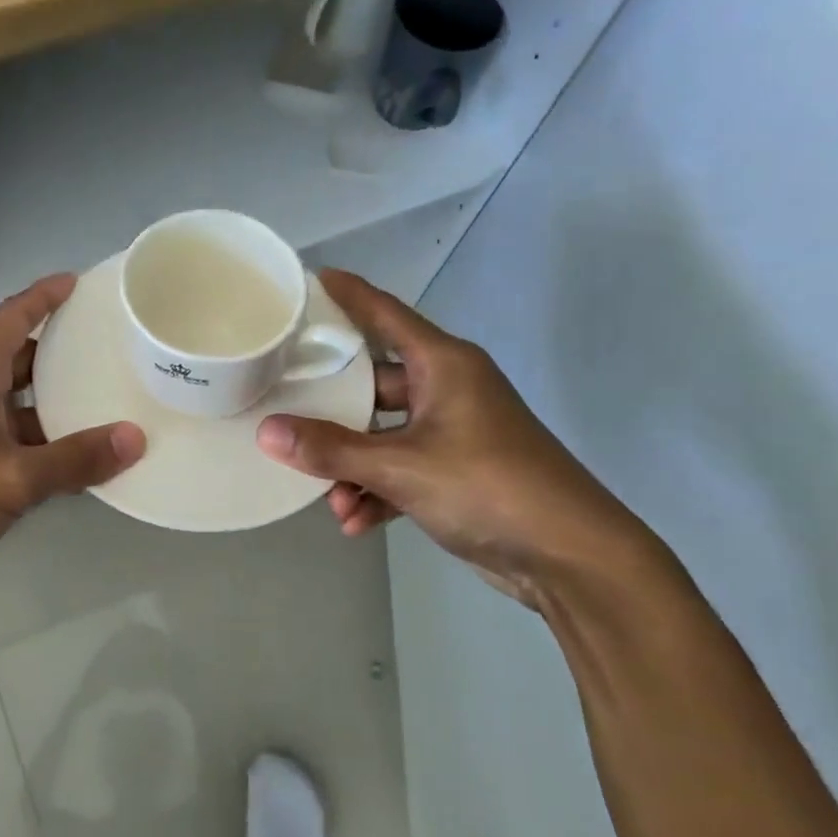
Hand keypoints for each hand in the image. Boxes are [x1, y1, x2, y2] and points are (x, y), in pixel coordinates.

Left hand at [0, 275, 144, 616]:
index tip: (80, 283)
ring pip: (18, 406)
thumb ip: (74, 459)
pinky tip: (79, 462)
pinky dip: (44, 446)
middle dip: (62, 352)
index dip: (45, 296)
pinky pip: (12, 443)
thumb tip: (135, 438)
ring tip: (111, 404)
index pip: (13, 318)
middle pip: (20, 359)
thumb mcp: (11, 478)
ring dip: (58, 406)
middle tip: (114, 350)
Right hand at [254, 269, 661, 607]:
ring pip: (384, 434)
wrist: (570, 557)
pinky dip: (377, 491)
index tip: (307, 279)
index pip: (385, 313)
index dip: (347, 294)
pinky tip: (354, 522)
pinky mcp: (458, 472)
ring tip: (328, 498)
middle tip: (284, 408)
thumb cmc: (488, 487)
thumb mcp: (401, 467)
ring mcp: (454, 431)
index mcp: (443, 364)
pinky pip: (402, 469)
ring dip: (353, 465)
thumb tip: (266, 432)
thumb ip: (331, 450)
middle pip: (373, 382)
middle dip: (332, 409)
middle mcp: (448, 388)